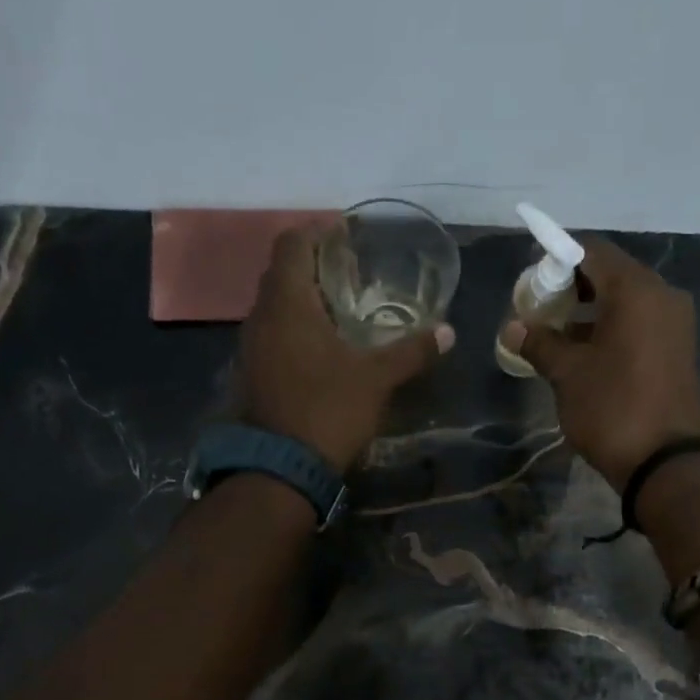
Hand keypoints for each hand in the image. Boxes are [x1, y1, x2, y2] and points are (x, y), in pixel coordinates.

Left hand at [238, 226, 453, 472]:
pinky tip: (320, 348)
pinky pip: (272, 335)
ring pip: (275, 306)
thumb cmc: (328, 410)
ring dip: (302, 300)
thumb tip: (448, 332)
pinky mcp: (252, 374)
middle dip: (313, 265)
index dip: (318, 232)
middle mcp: (261, 316)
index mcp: (288, 303)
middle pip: (282, 273)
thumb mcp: (376, 380)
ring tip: (339, 309)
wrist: (280, 468)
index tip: (345, 234)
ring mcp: (251, 347)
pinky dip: (294, 329)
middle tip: (349, 272)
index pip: (293, 244)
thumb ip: (411, 351)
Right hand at [503, 237, 699, 490]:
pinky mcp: (677, 349)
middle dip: (571, 288)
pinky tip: (584, 353)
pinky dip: (610, 329)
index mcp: (636, 290)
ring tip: (556, 336)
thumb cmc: (613, 409)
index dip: (556, 259)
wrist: (666, 463)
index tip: (530, 283)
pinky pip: (639, 324)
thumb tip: (512, 327)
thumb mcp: (568, 375)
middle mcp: (662, 295)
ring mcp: (675, 323)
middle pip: (610, 274)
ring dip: (590, 311)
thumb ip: (539, 343)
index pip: (591, 251)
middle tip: (539, 312)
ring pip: (625, 301)